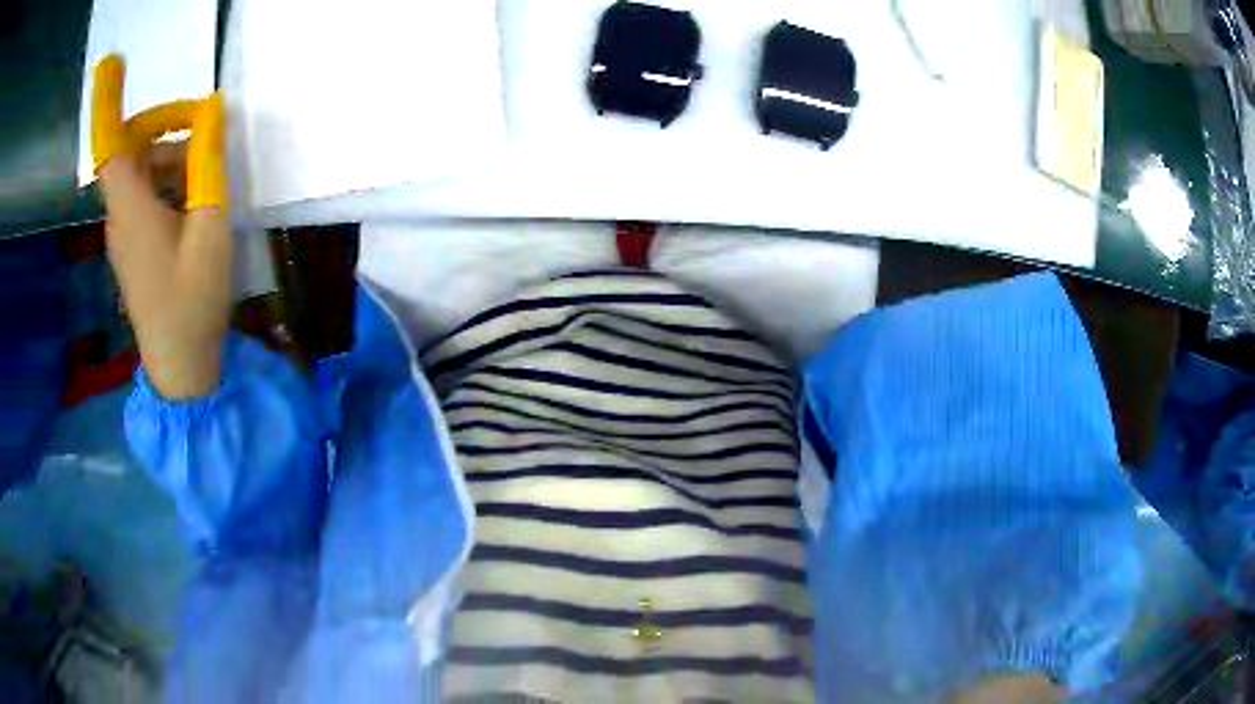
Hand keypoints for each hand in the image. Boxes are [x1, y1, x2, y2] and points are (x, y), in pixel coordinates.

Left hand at [93, 55, 231, 398]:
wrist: (181, 365)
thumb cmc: (194, 298)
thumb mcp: (211, 225)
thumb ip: (208, 164)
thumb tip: (212, 112)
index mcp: (131, 208)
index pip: (113, 147)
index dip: (119, 111)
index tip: (142, 92)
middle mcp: (120, 217)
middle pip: (132, 156)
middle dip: (167, 138)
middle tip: (205, 146)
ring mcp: (124, 238)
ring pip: (140, 179)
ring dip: (171, 166)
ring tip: (206, 185)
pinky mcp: (132, 253)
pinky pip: (143, 204)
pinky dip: (167, 191)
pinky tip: (194, 211)